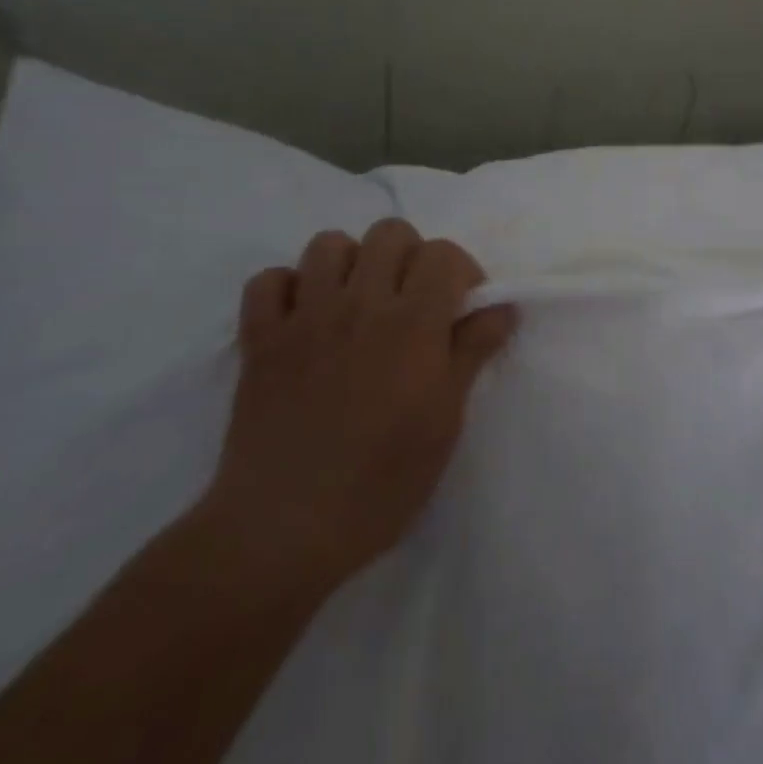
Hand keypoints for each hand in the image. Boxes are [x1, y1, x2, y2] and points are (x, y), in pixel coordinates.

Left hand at [196, 219, 515, 599]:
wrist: (283, 530)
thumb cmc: (382, 481)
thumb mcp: (446, 420)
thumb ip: (473, 351)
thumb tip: (503, 308)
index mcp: (412, 323)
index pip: (444, 253)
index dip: (462, 271)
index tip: (462, 308)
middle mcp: (359, 305)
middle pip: (390, 233)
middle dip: (411, 256)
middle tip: (413, 301)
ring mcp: (304, 318)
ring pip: (329, 243)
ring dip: (351, 263)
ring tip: (359, 303)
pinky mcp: (259, 340)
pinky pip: (267, 280)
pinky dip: (288, 287)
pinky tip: (304, 317)